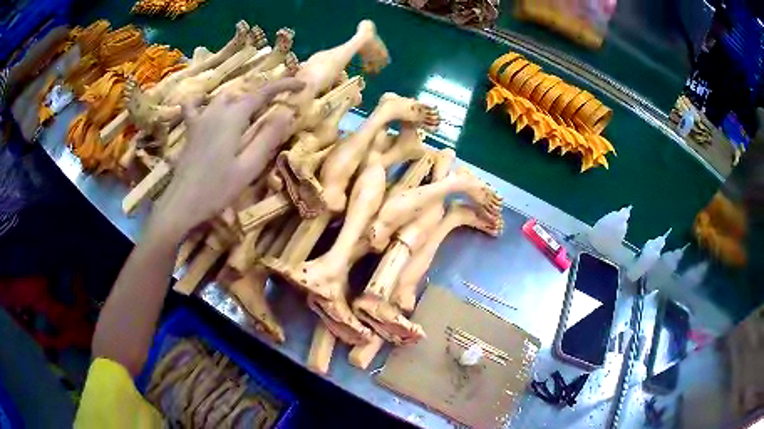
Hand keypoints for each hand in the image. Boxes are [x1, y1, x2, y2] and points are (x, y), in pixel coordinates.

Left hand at [148, 78, 304, 240]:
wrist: (182, 204)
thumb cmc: (217, 189)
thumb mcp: (249, 167)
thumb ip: (268, 137)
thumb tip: (288, 112)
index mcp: (233, 117)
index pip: (262, 92)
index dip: (284, 85)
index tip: (301, 84)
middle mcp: (216, 111)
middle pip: (243, 93)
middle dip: (262, 96)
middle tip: (275, 110)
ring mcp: (200, 119)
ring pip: (223, 97)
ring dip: (239, 100)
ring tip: (249, 114)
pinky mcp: (190, 130)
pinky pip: (193, 107)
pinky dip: (201, 101)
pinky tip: (205, 104)